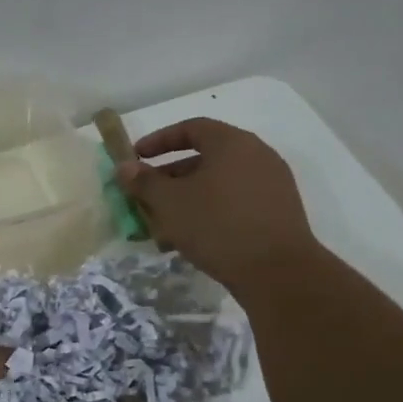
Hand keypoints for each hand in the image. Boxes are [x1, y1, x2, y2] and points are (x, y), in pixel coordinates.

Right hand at [116, 117, 316, 292]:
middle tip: (146, 197)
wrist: (277, 272)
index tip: (136, 157)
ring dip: (187, 199)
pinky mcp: (277, 212)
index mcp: (232, 143)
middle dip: (170, 177)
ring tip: (163, 225)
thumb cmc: (217, 226)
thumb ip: (144, 182)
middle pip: (205, 158)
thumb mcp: (170, 203)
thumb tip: (125, 167)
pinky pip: (235, 203)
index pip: (191, 128)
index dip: (159, 140)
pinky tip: (191, 239)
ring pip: (218, 184)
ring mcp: (271, 184)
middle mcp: (257, 156)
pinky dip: (209, 212)